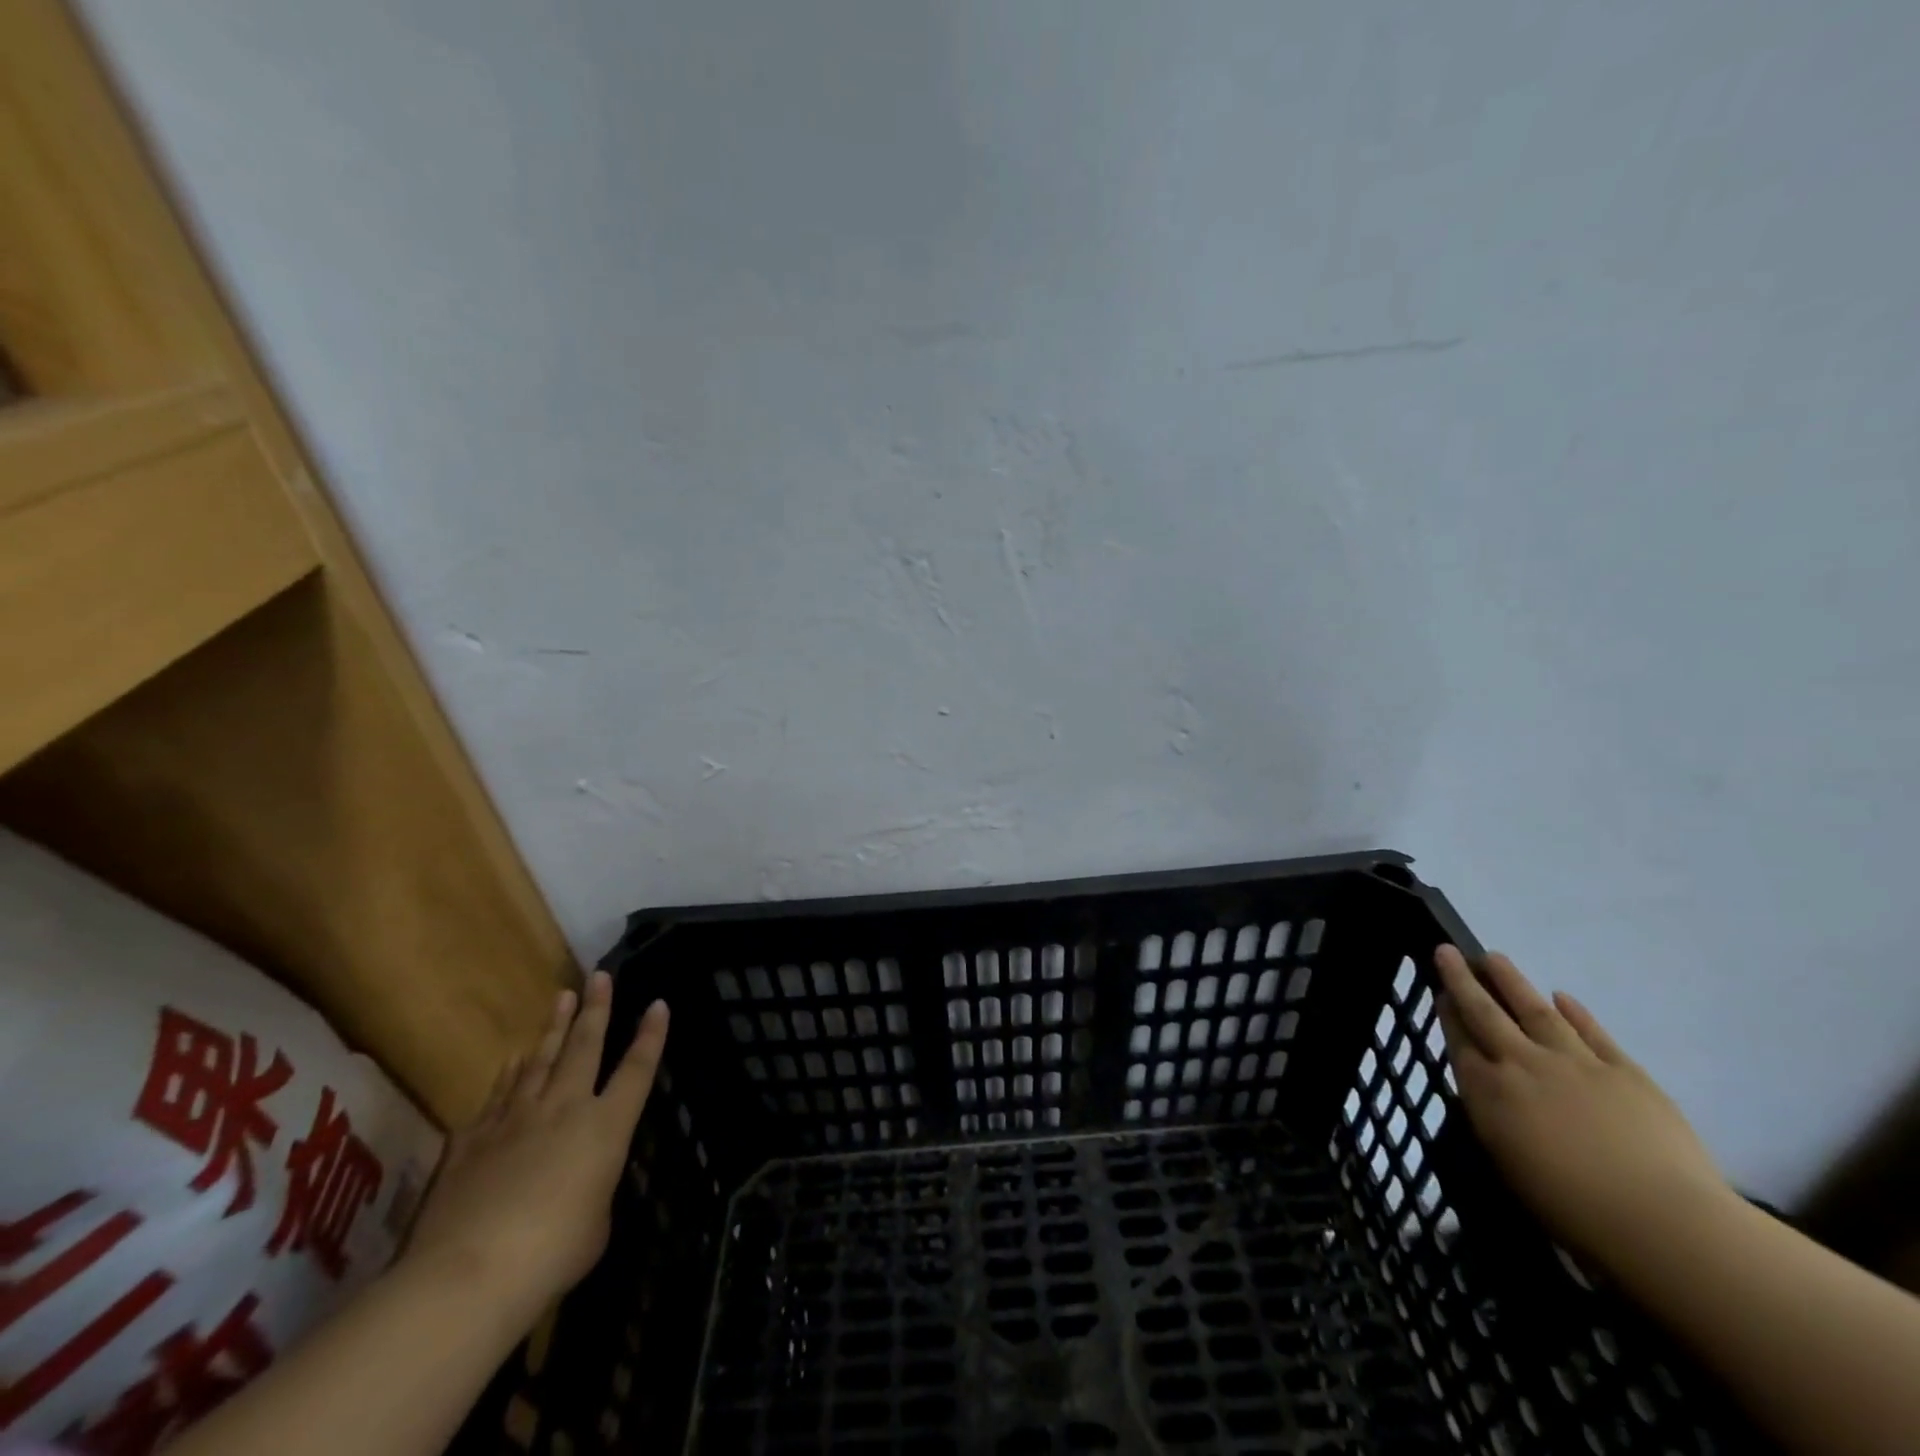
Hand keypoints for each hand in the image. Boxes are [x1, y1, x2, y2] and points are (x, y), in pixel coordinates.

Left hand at [403, 972, 668, 1324]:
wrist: (467, 1275)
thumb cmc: (552, 1255)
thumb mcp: (595, 1225)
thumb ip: (593, 1190)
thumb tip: (579, 1183)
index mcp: (606, 1128)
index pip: (637, 1070)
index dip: (651, 1036)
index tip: (658, 1004)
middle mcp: (565, 1108)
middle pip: (585, 1047)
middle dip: (597, 1009)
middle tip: (601, 975)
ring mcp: (515, 1118)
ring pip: (541, 1060)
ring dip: (555, 1028)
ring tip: (563, 997)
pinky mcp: (472, 1139)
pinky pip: (498, 1095)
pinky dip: (509, 1075)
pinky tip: (512, 1062)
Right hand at [1434, 944, 1732, 1273]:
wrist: (1663, 1223)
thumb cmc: (1572, 1209)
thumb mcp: (1508, 1165)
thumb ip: (1494, 1119)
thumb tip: (1489, 1092)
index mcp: (1490, 1092)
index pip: (1459, 1041)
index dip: (1448, 1014)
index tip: (1439, 991)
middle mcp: (1523, 1065)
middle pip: (1486, 1013)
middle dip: (1464, 980)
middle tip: (1448, 950)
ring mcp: (1576, 1063)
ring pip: (1534, 1010)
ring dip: (1511, 981)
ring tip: (1495, 957)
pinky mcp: (1625, 1071)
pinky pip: (1593, 1033)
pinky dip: (1575, 1013)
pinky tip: (1562, 997)